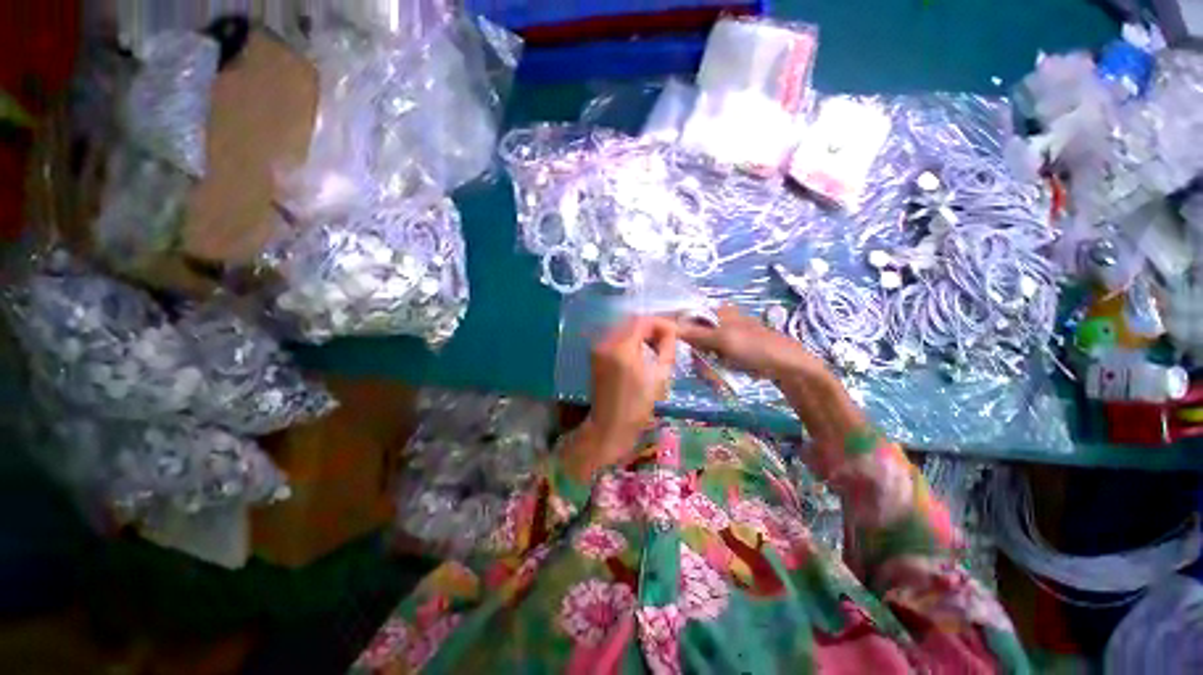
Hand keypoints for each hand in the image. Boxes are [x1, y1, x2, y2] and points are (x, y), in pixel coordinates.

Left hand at [565, 317, 677, 480]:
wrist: (609, 426)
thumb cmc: (638, 406)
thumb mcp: (659, 376)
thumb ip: (666, 348)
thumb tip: (670, 331)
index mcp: (622, 349)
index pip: (642, 321)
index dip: (660, 323)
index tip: (674, 331)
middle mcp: (606, 343)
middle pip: (631, 322)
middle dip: (651, 327)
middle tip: (667, 339)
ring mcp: (598, 348)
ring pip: (623, 328)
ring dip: (640, 332)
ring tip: (656, 345)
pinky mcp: (595, 354)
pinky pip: (615, 338)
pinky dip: (630, 339)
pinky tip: (641, 351)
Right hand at [677, 305, 825, 379]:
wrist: (788, 367)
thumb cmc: (757, 348)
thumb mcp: (724, 339)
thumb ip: (695, 333)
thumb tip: (668, 326)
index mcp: (718, 312)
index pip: (688, 316)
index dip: (678, 331)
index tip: (673, 348)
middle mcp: (718, 323)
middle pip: (692, 338)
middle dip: (695, 356)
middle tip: (703, 368)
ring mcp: (724, 339)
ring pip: (700, 352)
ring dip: (704, 366)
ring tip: (715, 377)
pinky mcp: (730, 353)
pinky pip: (711, 360)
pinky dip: (713, 370)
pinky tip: (719, 378)